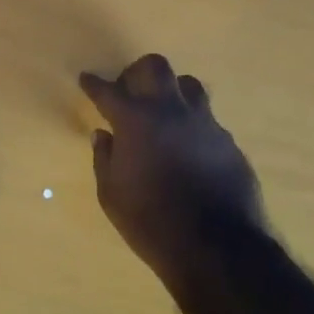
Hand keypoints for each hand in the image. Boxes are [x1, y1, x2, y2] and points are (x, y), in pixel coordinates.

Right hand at [80, 54, 265, 282]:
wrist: (217, 247)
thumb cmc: (151, 222)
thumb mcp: (111, 195)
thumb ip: (104, 158)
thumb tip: (103, 135)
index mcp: (135, 120)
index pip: (108, 91)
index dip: (94, 83)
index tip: (86, 78)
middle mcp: (170, 110)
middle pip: (154, 67)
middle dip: (136, 72)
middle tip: (128, 92)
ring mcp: (204, 122)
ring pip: (188, 84)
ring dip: (170, 91)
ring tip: (163, 112)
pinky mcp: (227, 141)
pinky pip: (206, 118)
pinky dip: (191, 124)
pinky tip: (187, 145)